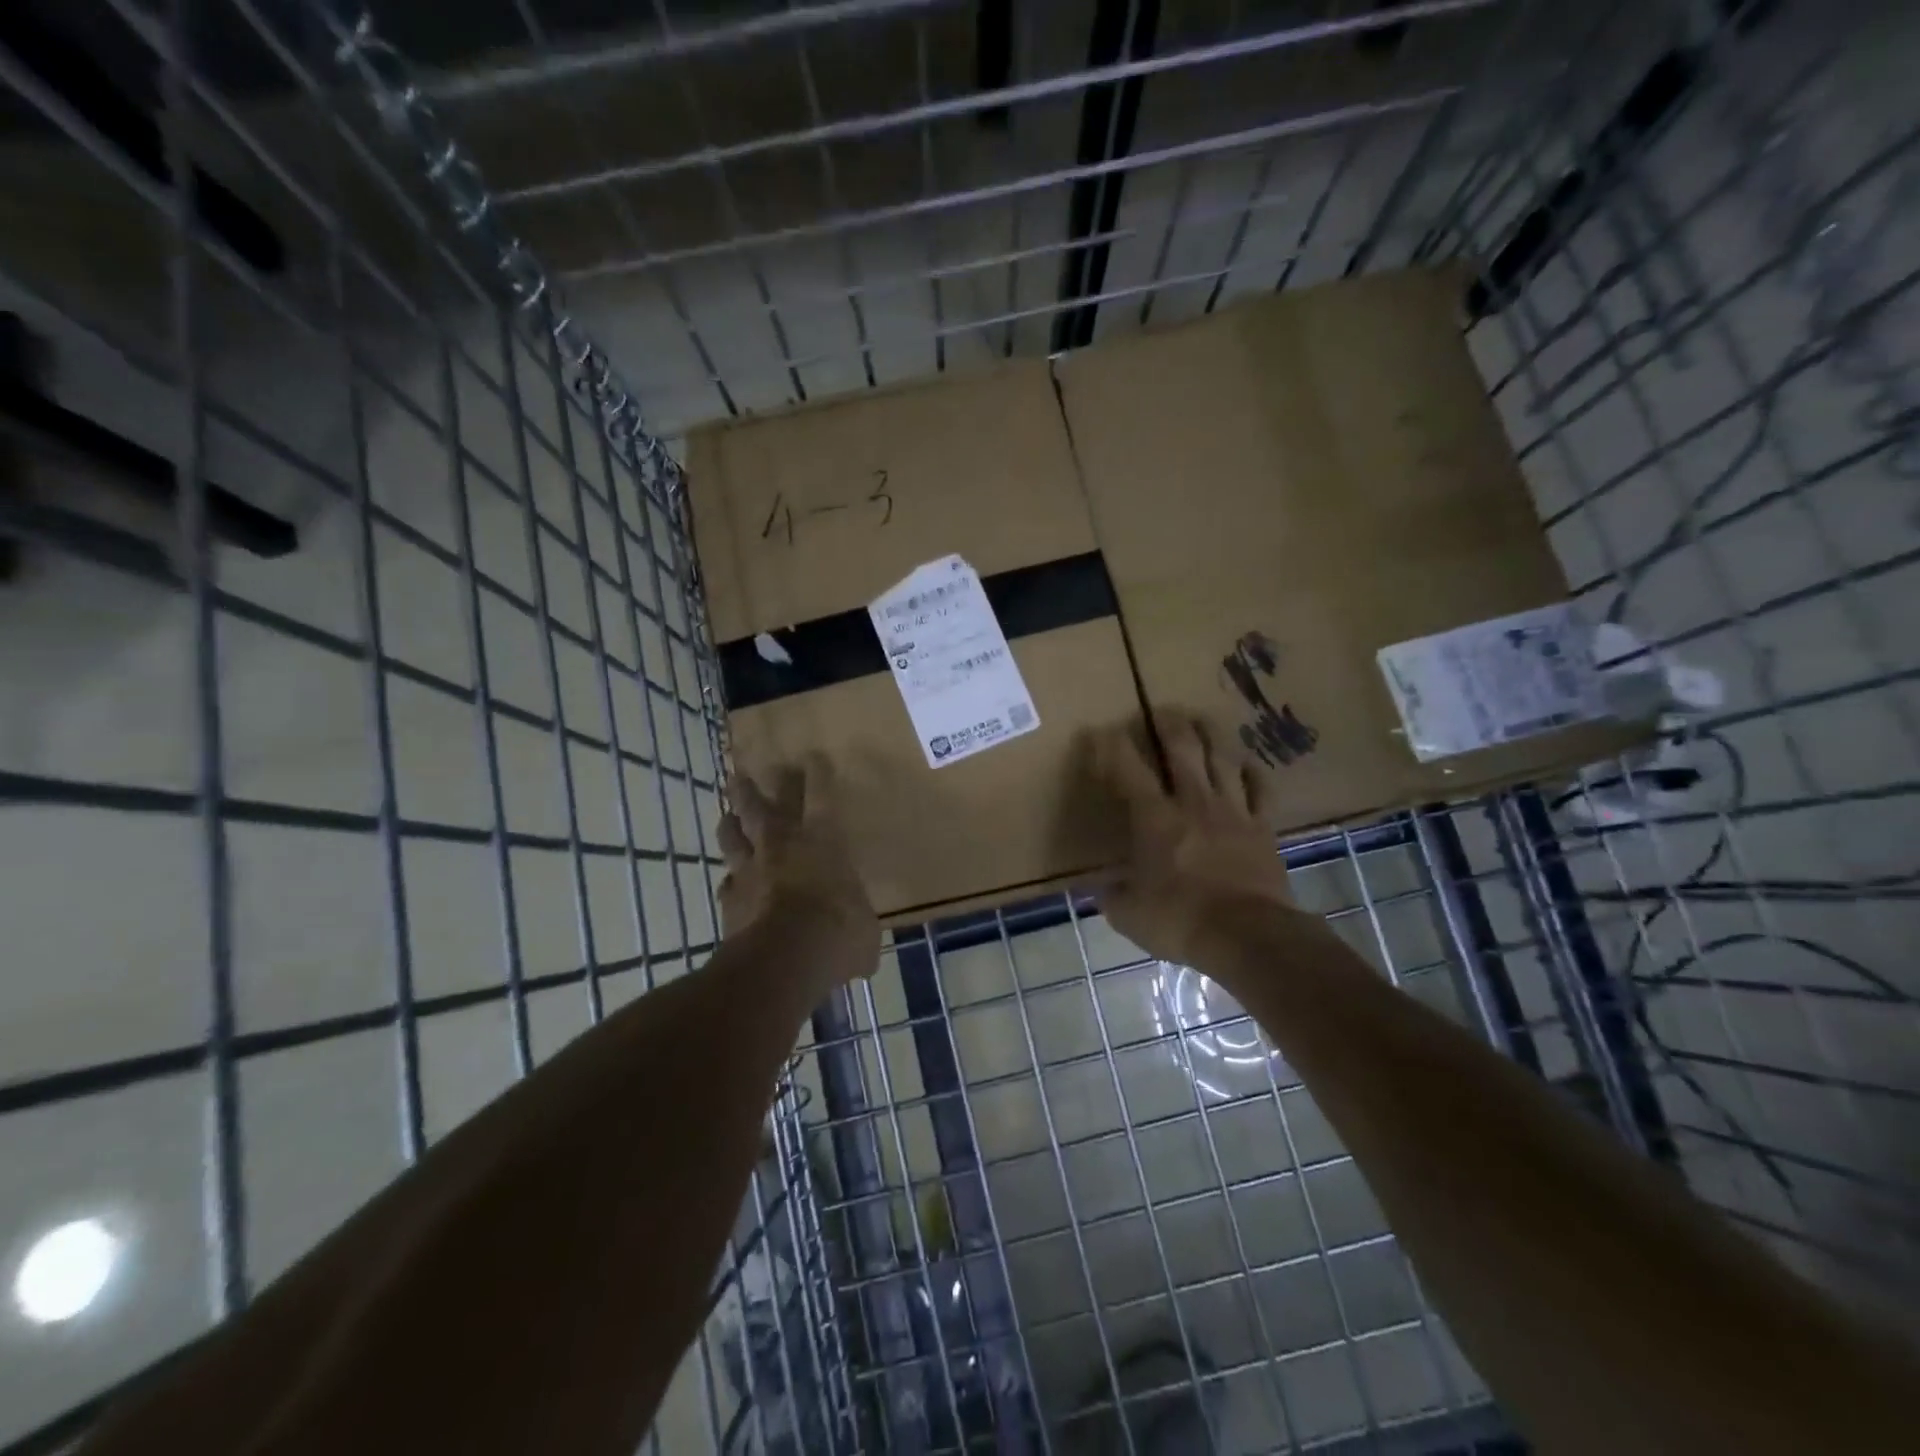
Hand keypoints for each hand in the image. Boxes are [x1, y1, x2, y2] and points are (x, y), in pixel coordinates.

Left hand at [717, 758, 878, 976]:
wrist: (783, 960)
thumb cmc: (837, 933)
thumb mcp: (864, 931)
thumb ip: (856, 922)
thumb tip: (858, 946)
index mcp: (823, 842)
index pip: (822, 799)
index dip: (818, 777)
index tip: (812, 757)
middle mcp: (784, 847)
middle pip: (765, 807)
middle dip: (758, 788)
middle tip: (747, 772)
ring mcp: (752, 871)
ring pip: (735, 836)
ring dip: (731, 821)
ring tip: (728, 811)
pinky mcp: (730, 900)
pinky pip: (727, 882)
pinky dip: (730, 879)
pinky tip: (728, 880)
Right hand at [1089, 713, 1293, 965]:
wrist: (1248, 935)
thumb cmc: (1180, 920)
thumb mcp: (1129, 915)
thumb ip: (1112, 896)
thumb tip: (1100, 888)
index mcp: (1155, 818)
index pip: (1128, 770)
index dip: (1113, 747)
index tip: (1101, 732)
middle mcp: (1193, 802)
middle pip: (1182, 749)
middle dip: (1169, 724)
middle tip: (1163, 709)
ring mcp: (1233, 811)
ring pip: (1222, 759)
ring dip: (1211, 735)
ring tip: (1203, 718)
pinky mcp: (1263, 827)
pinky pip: (1261, 790)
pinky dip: (1253, 773)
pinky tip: (1247, 764)